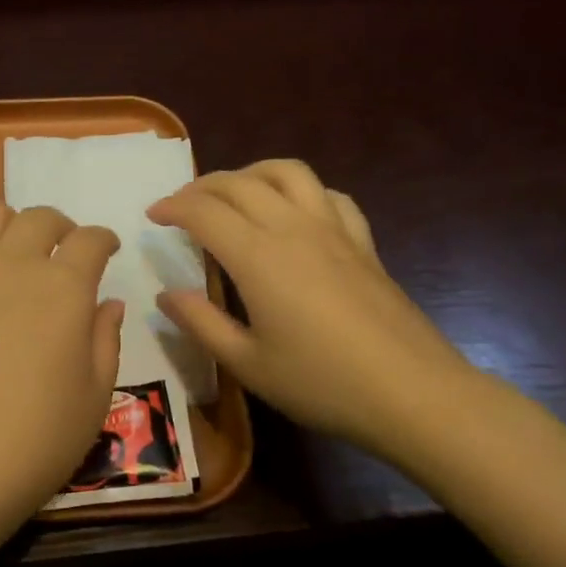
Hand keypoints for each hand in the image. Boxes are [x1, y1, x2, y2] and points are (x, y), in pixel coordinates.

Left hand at [0, 200, 124, 542]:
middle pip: (39, 217)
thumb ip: (106, 340)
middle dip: (61, 227)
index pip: (90, 240)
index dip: (104, 240)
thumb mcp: (93, 398)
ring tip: (15, 254)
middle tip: (64, 253)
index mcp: (62, 288)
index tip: (108, 251)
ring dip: (11, 225)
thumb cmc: (33, 441)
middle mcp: (10, 265)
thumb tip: (107, 304)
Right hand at [147, 160, 477, 455]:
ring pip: (288, 172)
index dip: (172, 207)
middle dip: (202, 186)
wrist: (413, 393)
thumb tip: (165, 294)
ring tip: (234, 192)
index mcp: (257, 256)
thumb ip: (201, 323)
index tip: (152, 215)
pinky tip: (295, 212)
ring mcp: (333, 230)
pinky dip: (301, 191)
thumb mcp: (247, 364)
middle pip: (240, 182)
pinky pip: (329, 195)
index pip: (204, 211)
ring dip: (252, 172)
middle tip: (181, 205)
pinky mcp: (363, 242)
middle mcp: (292, 228)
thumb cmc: (321, 383)